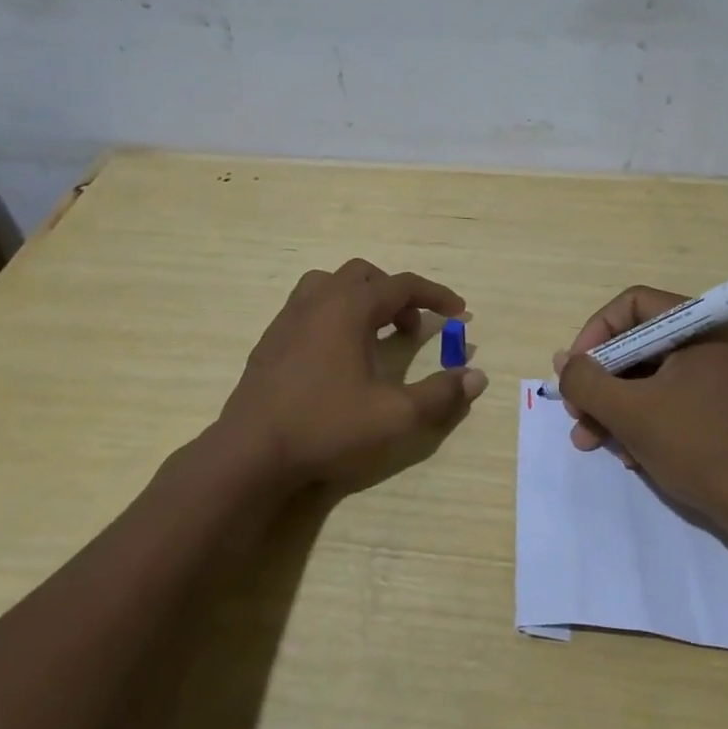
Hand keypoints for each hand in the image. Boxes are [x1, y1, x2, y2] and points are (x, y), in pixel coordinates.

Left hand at [214, 259, 486, 490]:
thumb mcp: (394, 416)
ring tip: (373, 332)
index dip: (436, 295)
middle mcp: (318, 300)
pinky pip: (308, 306)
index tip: (459, 311)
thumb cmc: (326, 426)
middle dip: (396, 295)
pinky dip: (333, 314)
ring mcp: (289, 317)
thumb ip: (440, 395)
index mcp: (350, 307)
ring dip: (360, 298)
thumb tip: (477, 377)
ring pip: (330, 284)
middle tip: (412, 329)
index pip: (403, 285)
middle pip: (366, 276)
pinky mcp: (271, 339)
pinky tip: (336, 354)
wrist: (251, 452)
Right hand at [556, 286, 727, 526]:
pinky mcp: (726, 409)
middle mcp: (716, 341)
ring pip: (652, 376)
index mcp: (703, 326)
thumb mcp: (632, 412)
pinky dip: (644, 420)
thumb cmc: (701, 447)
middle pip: (640, 343)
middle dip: (601, 381)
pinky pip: (673, 399)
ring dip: (616, 406)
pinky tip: (628, 455)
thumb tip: (564, 362)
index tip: (575, 372)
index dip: (595, 333)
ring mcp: (724, 377)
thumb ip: (587, 381)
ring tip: (590, 442)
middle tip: (576, 414)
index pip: (633, 305)